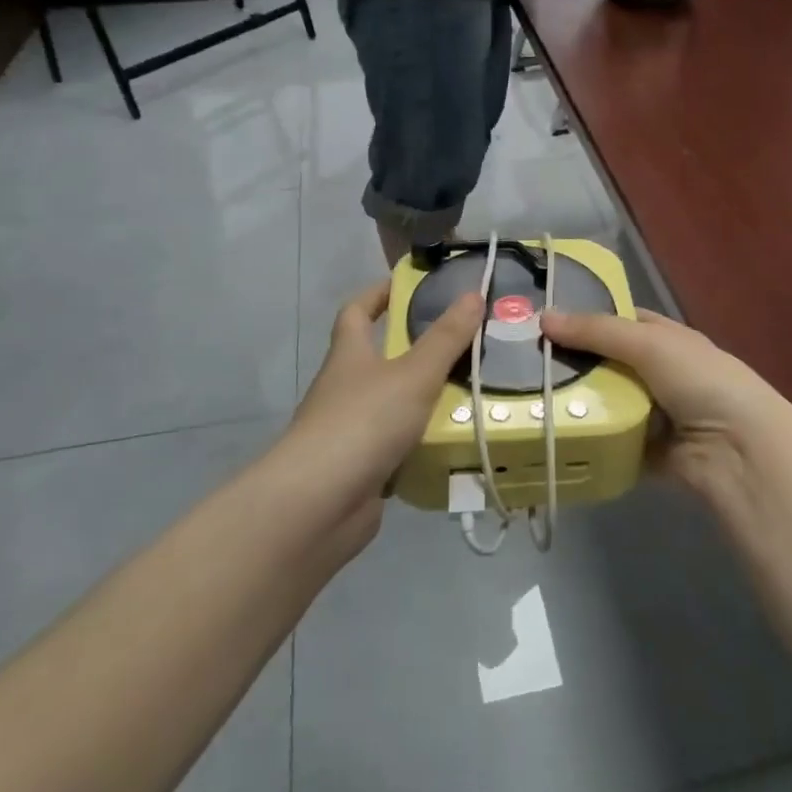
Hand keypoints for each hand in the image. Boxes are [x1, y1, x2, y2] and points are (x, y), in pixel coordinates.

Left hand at [282, 282, 481, 539]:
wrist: (318, 505)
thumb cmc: (363, 422)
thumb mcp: (414, 374)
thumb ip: (446, 338)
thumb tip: (473, 293)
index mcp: (349, 356)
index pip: (356, 312)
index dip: (378, 294)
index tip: (408, 285)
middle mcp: (345, 389)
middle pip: (379, 359)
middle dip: (417, 351)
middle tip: (463, 344)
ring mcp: (350, 432)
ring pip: (393, 405)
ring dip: (425, 400)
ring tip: (474, 393)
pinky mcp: (361, 469)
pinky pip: (398, 447)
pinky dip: (422, 443)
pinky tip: (456, 443)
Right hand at [541, 308, 791, 503]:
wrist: (738, 449)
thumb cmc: (699, 380)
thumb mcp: (648, 343)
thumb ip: (597, 331)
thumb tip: (543, 317)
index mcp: (666, 339)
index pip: (621, 320)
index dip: (587, 318)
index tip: (544, 322)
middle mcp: (661, 373)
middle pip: (608, 363)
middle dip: (574, 364)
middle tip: (525, 366)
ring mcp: (655, 414)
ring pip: (607, 403)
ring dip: (578, 404)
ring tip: (530, 401)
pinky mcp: (647, 451)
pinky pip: (611, 441)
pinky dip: (590, 440)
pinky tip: (554, 437)